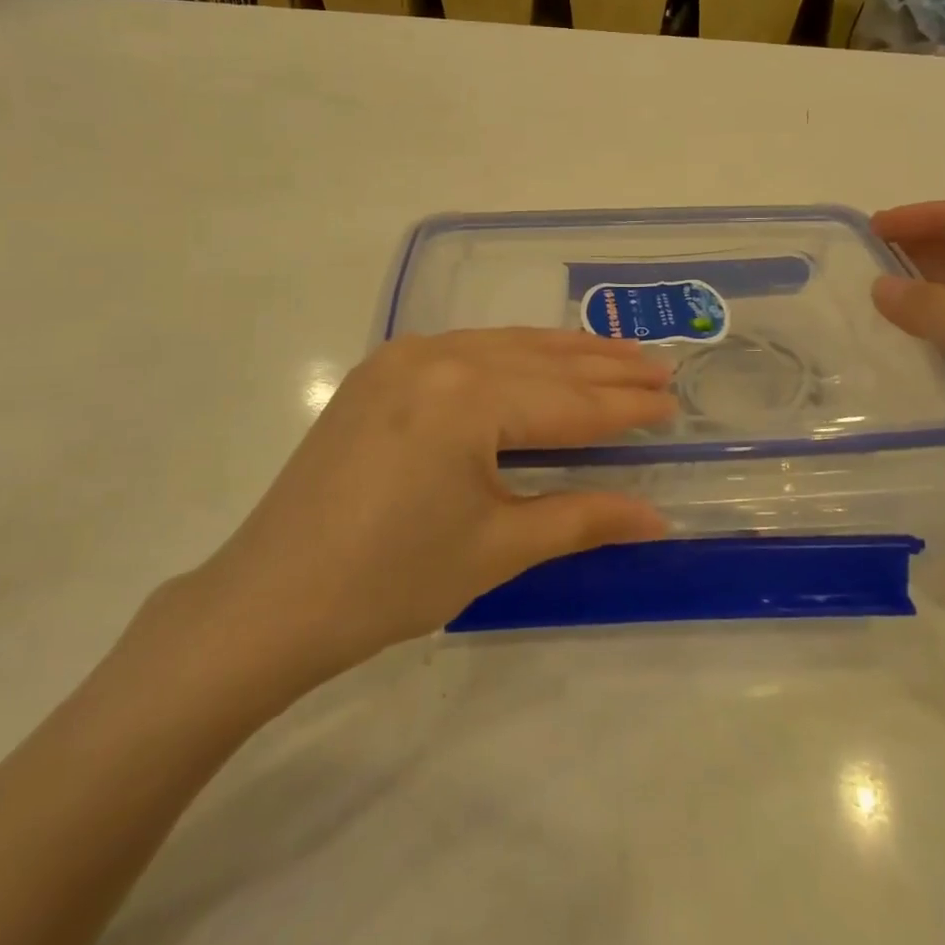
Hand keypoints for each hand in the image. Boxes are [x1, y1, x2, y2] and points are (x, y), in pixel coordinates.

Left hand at [176, 330, 676, 712]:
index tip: (674, 403)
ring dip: (563, 353)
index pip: (569, 401)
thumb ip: (582, 518)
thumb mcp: (497, 548)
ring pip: (504, 345)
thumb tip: (658, 517)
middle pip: (541, 361)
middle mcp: (438, 355)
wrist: (270, 599)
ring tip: (618, 355)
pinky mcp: (381, 369)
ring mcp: (403, 356)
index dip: (626, 407)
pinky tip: (538, 361)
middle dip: (606, 367)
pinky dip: (512, 355)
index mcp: (468, 397)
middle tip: (661, 367)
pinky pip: (466, 349)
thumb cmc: (391, 580)